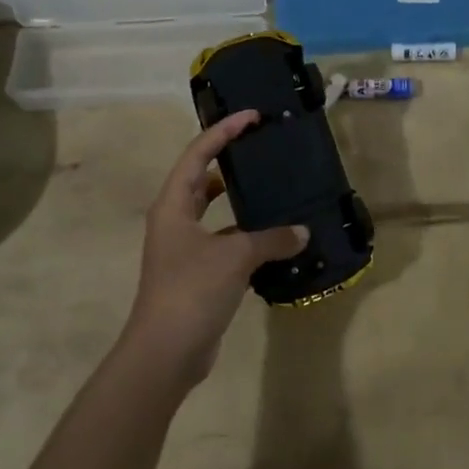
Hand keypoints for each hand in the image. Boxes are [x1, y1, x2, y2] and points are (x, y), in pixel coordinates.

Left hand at [124, 111, 308, 385]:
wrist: (165, 353)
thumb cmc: (192, 291)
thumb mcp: (235, 258)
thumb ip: (272, 239)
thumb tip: (303, 232)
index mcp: (173, 205)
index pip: (198, 154)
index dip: (223, 131)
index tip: (252, 116)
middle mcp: (175, 220)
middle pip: (200, 176)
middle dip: (226, 157)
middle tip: (259, 144)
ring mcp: (183, 248)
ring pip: (211, 210)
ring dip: (236, 197)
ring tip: (269, 184)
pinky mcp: (196, 272)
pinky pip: (223, 240)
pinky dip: (245, 234)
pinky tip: (273, 237)